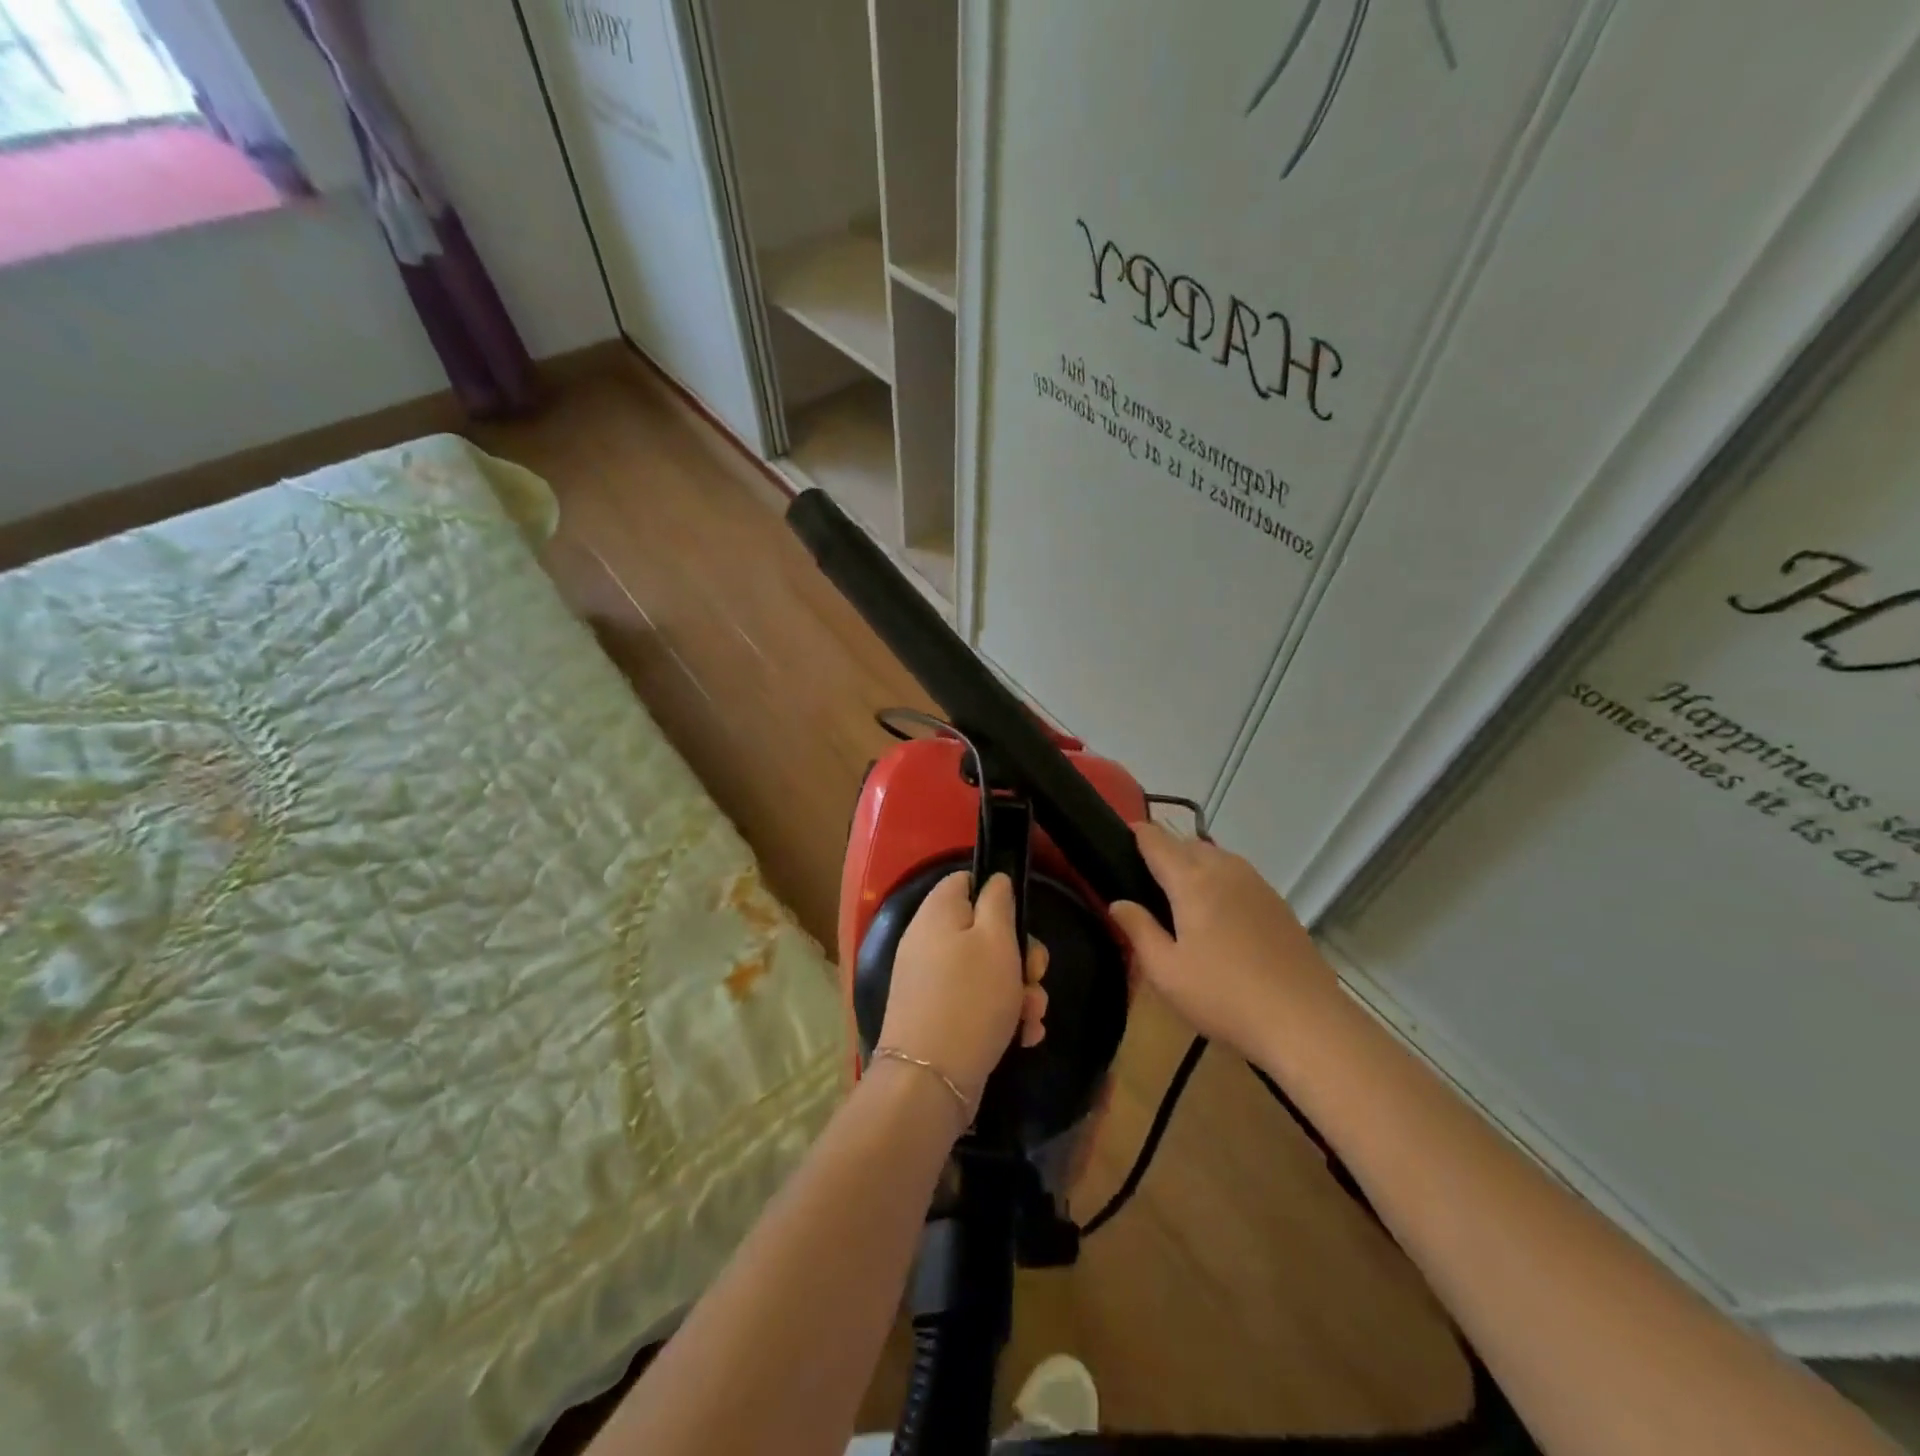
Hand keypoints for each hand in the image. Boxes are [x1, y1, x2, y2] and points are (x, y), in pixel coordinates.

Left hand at [879, 873, 1047, 1110]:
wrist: (931, 1080)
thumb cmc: (970, 998)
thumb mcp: (996, 939)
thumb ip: (998, 902)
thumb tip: (994, 880)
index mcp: (937, 913)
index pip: (964, 881)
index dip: (996, 894)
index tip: (1020, 919)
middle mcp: (929, 941)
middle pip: (983, 930)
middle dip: (1021, 955)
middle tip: (1035, 975)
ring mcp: (931, 981)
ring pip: (987, 971)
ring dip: (1019, 991)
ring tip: (1032, 1016)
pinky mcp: (939, 1015)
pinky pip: (977, 1002)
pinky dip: (1003, 1015)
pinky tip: (1023, 1036)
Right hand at [1108, 821, 1335, 1061]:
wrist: (1305, 1021)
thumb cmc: (1223, 995)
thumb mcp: (1165, 971)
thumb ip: (1138, 930)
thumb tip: (1118, 903)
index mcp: (1192, 880)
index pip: (1157, 840)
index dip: (1137, 833)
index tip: (1120, 837)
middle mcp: (1225, 870)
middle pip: (1188, 844)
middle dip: (1166, 852)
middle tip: (1147, 881)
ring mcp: (1257, 884)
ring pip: (1217, 858)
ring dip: (1195, 866)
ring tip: (1182, 898)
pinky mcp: (1278, 904)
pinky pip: (1239, 877)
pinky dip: (1221, 882)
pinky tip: (1220, 918)